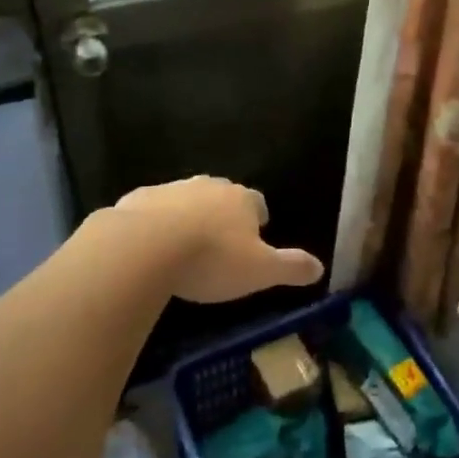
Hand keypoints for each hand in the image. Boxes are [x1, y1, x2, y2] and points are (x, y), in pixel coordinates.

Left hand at [113, 176, 323, 303]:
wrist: (145, 246)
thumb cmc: (212, 259)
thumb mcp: (260, 271)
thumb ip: (291, 267)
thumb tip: (321, 267)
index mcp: (241, 199)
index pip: (257, 202)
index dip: (258, 219)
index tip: (256, 235)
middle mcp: (208, 186)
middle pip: (222, 195)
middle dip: (223, 214)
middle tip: (221, 242)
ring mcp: (171, 189)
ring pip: (186, 199)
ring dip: (188, 216)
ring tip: (185, 245)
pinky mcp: (138, 199)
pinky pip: (152, 209)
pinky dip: (155, 222)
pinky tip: (150, 245)